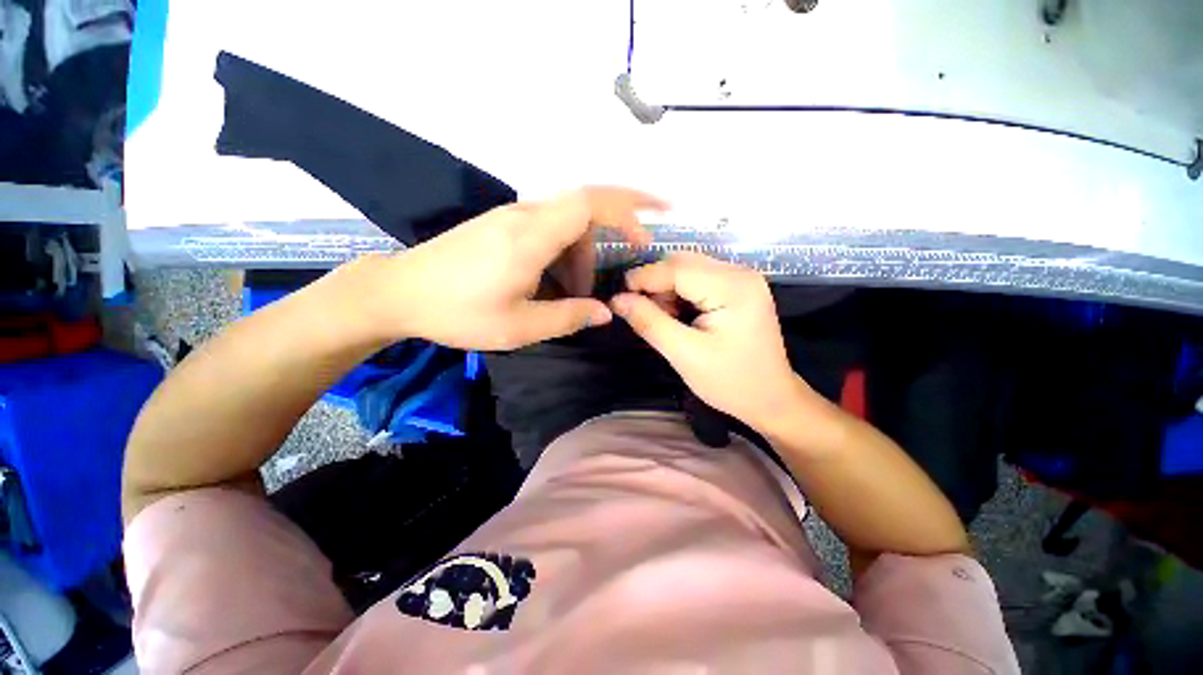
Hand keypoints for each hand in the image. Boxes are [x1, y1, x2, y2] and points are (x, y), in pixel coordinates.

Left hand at [352, 187, 664, 350]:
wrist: (399, 293)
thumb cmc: (458, 312)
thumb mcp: (520, 326)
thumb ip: (569, 317)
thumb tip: (605, 312)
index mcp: (531, 237)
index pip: (591, 203)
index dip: (629, 203)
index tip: (657, 216)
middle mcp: (524, 215)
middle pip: (584, 208)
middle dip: (615, 229)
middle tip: (628, 260)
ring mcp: (510, 217)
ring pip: (565, 221)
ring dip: (583, 251)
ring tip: (578, 290)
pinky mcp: (500, 224)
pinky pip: (546, 227)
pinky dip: (564, 250)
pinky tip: (554, 279)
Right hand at [610, 252, 809, 433]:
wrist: (771, 399)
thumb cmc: (730, 381)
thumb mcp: (684, 354)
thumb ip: (649, 322)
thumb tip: (617, 299)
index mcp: (733, 287)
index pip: (677, 268)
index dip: (643, 278)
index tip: (617, 296)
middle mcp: (740, 273)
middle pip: (683, 262)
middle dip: (655, 283)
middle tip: (639, 310)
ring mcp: (741, 279)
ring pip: (688, 269)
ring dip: (666, 289)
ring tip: (660, 318)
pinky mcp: (738, 288)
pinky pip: (699, 279)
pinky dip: (680, 293)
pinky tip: (676, 315)